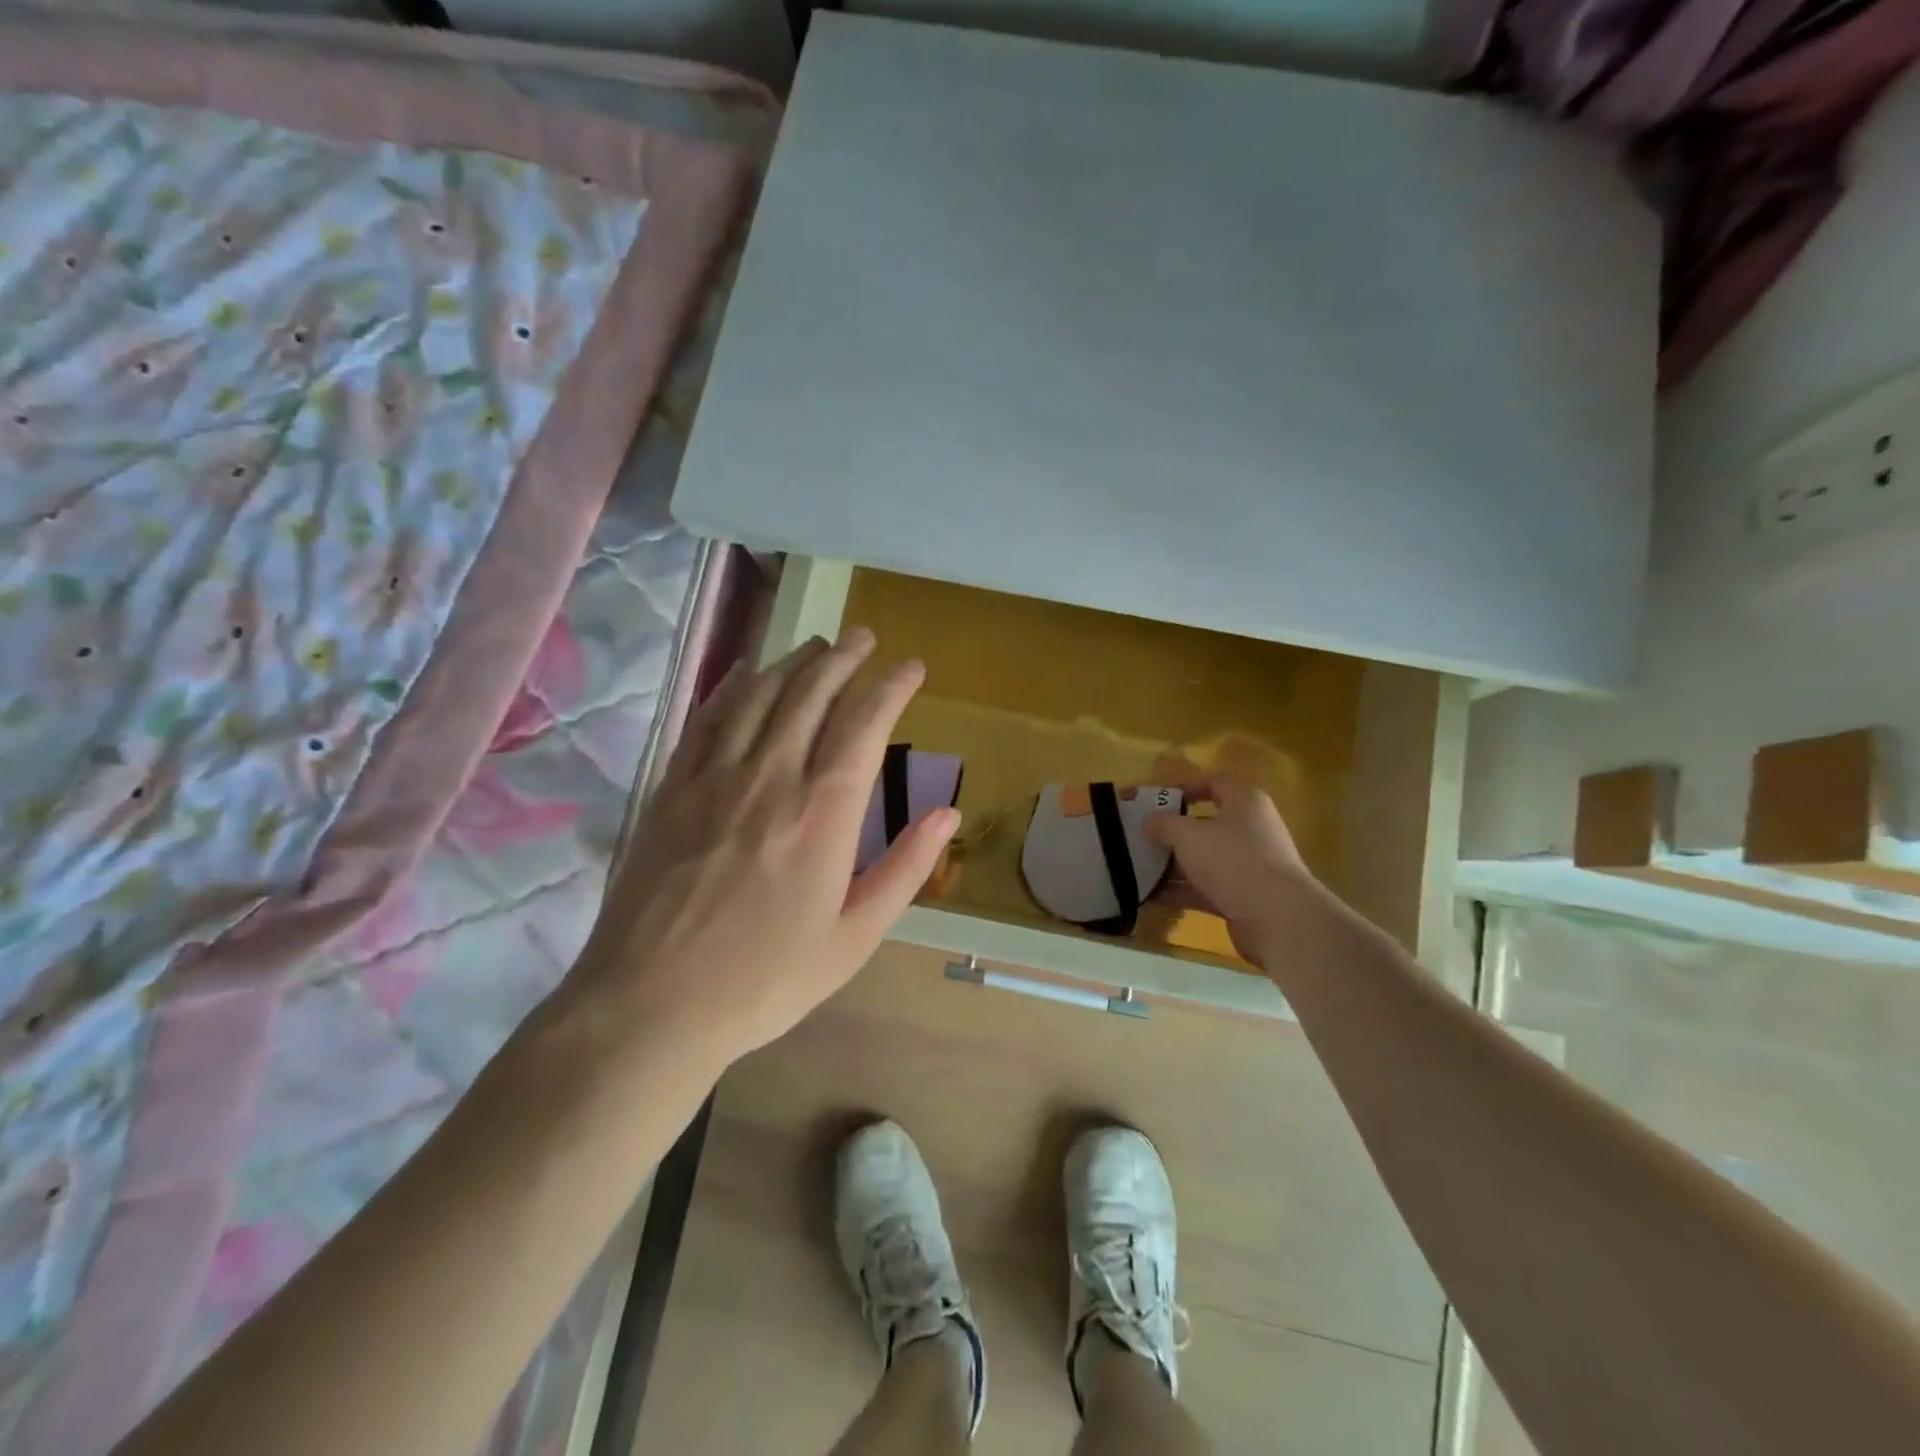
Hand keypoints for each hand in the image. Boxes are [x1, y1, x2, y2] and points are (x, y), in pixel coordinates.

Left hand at [566, 629, 957, 1068]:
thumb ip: (905, 870)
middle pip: (812, 693)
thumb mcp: (854, 938)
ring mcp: (715, 776)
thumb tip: (947, 813)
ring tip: (816, 644)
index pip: (865, 724)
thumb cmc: (764, 979)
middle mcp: (772, 776)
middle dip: (844, 657)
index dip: (892, 686)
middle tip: (864, 637)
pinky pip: (708, 717)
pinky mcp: (672, 787)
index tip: (911, 666)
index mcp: (824, 813)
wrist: (651, 1004)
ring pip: (761, 694)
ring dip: (794, 662)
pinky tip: (747, 672)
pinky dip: (733, 685)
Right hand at [1147, 773, 1326, 967]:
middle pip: (1204, 823)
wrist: (1278, 919)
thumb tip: (1149, 821)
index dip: (1182, 787)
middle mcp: (1250, 829)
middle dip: (1170, 831)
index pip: (1212, 782)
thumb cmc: (1233, 861)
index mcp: (1245, 802)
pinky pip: (1205, 887)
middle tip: (1138, 836)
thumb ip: (1163, 824)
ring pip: (1203, 858)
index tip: (1152, 799)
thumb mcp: (1188, 835)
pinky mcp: (1243, 896)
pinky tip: (1150, 895)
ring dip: (1172, 864)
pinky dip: (1180, 890)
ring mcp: (1248, 865)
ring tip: (1137, 868)